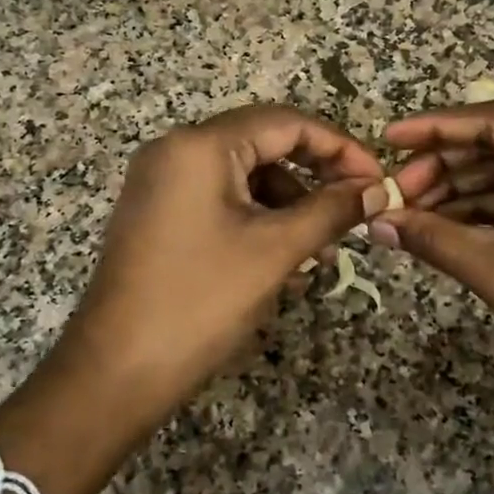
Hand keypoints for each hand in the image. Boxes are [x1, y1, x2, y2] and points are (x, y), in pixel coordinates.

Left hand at [49, 104, 384, 423]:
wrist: (117, 370)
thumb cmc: (200, 301)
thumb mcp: (275, 251)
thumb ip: (331, 211)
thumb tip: (376, 189)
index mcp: (199, 146)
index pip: (285, 123)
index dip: (339, 147)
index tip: (376, 179)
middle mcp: (175, 151)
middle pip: (263, 145)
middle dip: (314, 179)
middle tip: (354, 210)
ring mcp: (161, 184)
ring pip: (244, 178)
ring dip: (289, 207)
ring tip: (320, 254)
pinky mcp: (157, 215)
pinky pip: (220, 202)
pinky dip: (257, 223)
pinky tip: (283, 264)